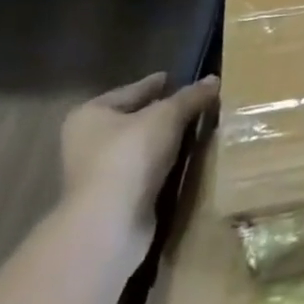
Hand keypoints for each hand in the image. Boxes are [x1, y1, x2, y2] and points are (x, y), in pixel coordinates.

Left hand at [60, 71, 218, 262]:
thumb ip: (191, 96)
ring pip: (142, 147)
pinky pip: (146, 171)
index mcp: (90, 114)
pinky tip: (187, 159)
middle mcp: (88, 142)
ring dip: (166, 141)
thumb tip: (214, 80)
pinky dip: (165, 164)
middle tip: (197, 104)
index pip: (133, 90)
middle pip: (136, 119)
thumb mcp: (168, 115)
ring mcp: (99, 174)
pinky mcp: (114, 200)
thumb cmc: (130, 156)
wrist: (110, 224)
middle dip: (164, 114)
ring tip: (199, 129)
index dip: (157, 84)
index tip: (180, 79)